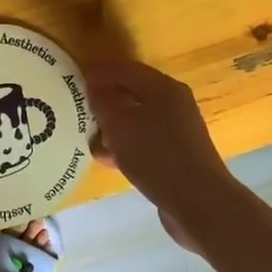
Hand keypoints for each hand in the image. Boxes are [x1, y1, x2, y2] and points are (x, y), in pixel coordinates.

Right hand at [86, 60, 236, 220]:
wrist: (198, 202)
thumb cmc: (156, 155)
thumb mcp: (121, 125)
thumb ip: (103, 103)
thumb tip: (94, 89)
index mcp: (163, 88)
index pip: (126, 69)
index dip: (99, 71)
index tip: (73, 76)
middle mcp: (173, 105)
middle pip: (132, 93)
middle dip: (104, 97)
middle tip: (76, 105)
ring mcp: (176, 132)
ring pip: (136, 120)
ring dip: (111, 124)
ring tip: (84, 131)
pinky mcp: (175, 156)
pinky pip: (143, 142)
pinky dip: (123, 145)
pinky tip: (103, 157)